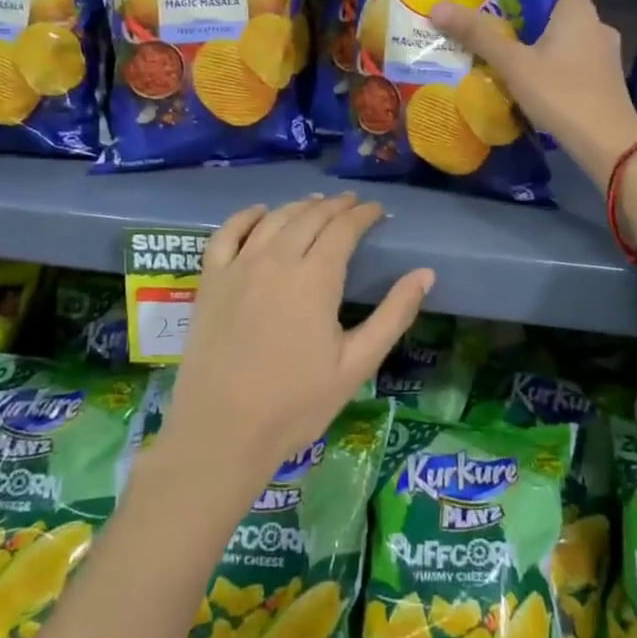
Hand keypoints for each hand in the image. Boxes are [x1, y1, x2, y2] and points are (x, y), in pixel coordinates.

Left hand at [156, 194, 432, 506]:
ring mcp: (239, 268)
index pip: (343, 229)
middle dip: (335, 206)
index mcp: (316, 279)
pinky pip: (226, 233)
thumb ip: (393, 315)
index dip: (363, 215)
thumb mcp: (356, 365)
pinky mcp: (211, 281)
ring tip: (315, 204)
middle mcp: (277, 260)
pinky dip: (245, 216)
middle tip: (352, 204)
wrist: (221, 433)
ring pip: (273, 219)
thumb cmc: (296, 404)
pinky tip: (259, 213)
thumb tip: (426, 273)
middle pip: (310, 217)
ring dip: (298, 206)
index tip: (377, 210)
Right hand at [430, 0, 636, 189]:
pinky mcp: (603, 79)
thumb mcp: (514, 64)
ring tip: (503, 41)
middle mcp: (596, 25)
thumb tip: (438, 7)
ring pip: (566, 33)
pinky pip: (573, 57)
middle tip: (490, 8)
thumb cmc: (562, 94)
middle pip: (560, 3)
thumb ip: (478, 35)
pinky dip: (551, 58)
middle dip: (527, 6)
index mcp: (579, 10)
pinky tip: (527, 72)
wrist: (609, 144)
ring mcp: (603, 54)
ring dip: (538, 35)